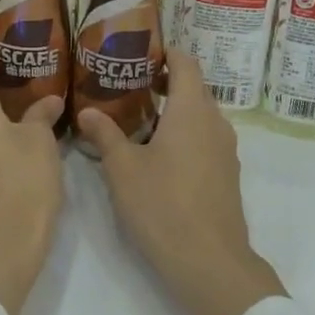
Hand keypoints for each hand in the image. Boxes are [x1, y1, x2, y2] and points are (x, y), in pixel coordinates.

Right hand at [77, 52, 286, 314]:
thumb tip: (87, 112)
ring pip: (201, 115)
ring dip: (175, 109)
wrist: (210, 262)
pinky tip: (160, 152)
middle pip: (194, 88)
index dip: (167, 52)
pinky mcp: (227, 174)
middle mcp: (215, 123)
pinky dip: (185, 132)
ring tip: (140, 116)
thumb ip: (105, 135)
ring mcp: (226, 150)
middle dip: (166, 81)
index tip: (141, 52)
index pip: (186, 64)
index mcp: (192, 111)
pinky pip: (206, 138)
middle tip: (130, 83)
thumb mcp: (123, 169)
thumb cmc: (162, 206)